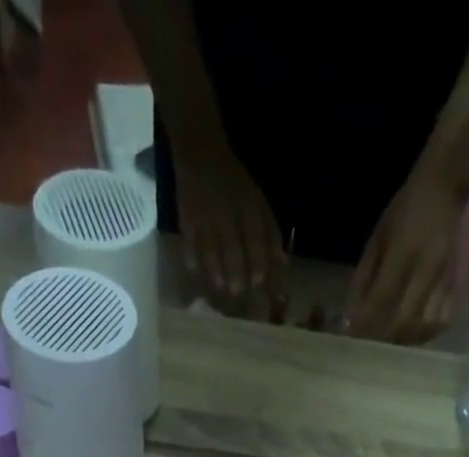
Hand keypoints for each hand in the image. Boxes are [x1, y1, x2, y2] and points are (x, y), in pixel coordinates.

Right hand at [176, 143, 286, 312]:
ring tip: (220, 287)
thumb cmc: (235, 183)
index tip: (258, 282)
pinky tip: (197, 275)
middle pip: (232, 248)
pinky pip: (190, 244)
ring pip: (211, 250)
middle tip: (239, 291)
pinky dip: (193, 260)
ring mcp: (205, 215)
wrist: (200, 153)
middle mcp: (227, 211)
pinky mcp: (186, 218)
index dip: (257, 261)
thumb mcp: (258, 201)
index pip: (255, 237)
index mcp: (248, 205)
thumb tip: (282, 263)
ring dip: (215, 272)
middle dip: (236, 272)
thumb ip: (270, 231)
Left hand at [346, 168, 463, 342]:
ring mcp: (444, 278)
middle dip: (385, 339)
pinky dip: (425, 333)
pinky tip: (412, 333)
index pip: (381, 299)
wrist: (446, 187)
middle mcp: (426, 269)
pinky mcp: (454, 284)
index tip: (351, 338)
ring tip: (391, 342)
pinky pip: (442, 320)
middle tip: (370, 345)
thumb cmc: (405, 209)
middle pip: (405, 321)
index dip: (365, 323)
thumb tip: (350, 318)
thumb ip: (363, 278)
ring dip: (406, 340)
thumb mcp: (377, 238)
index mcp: (404, 252)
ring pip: (425, 326)